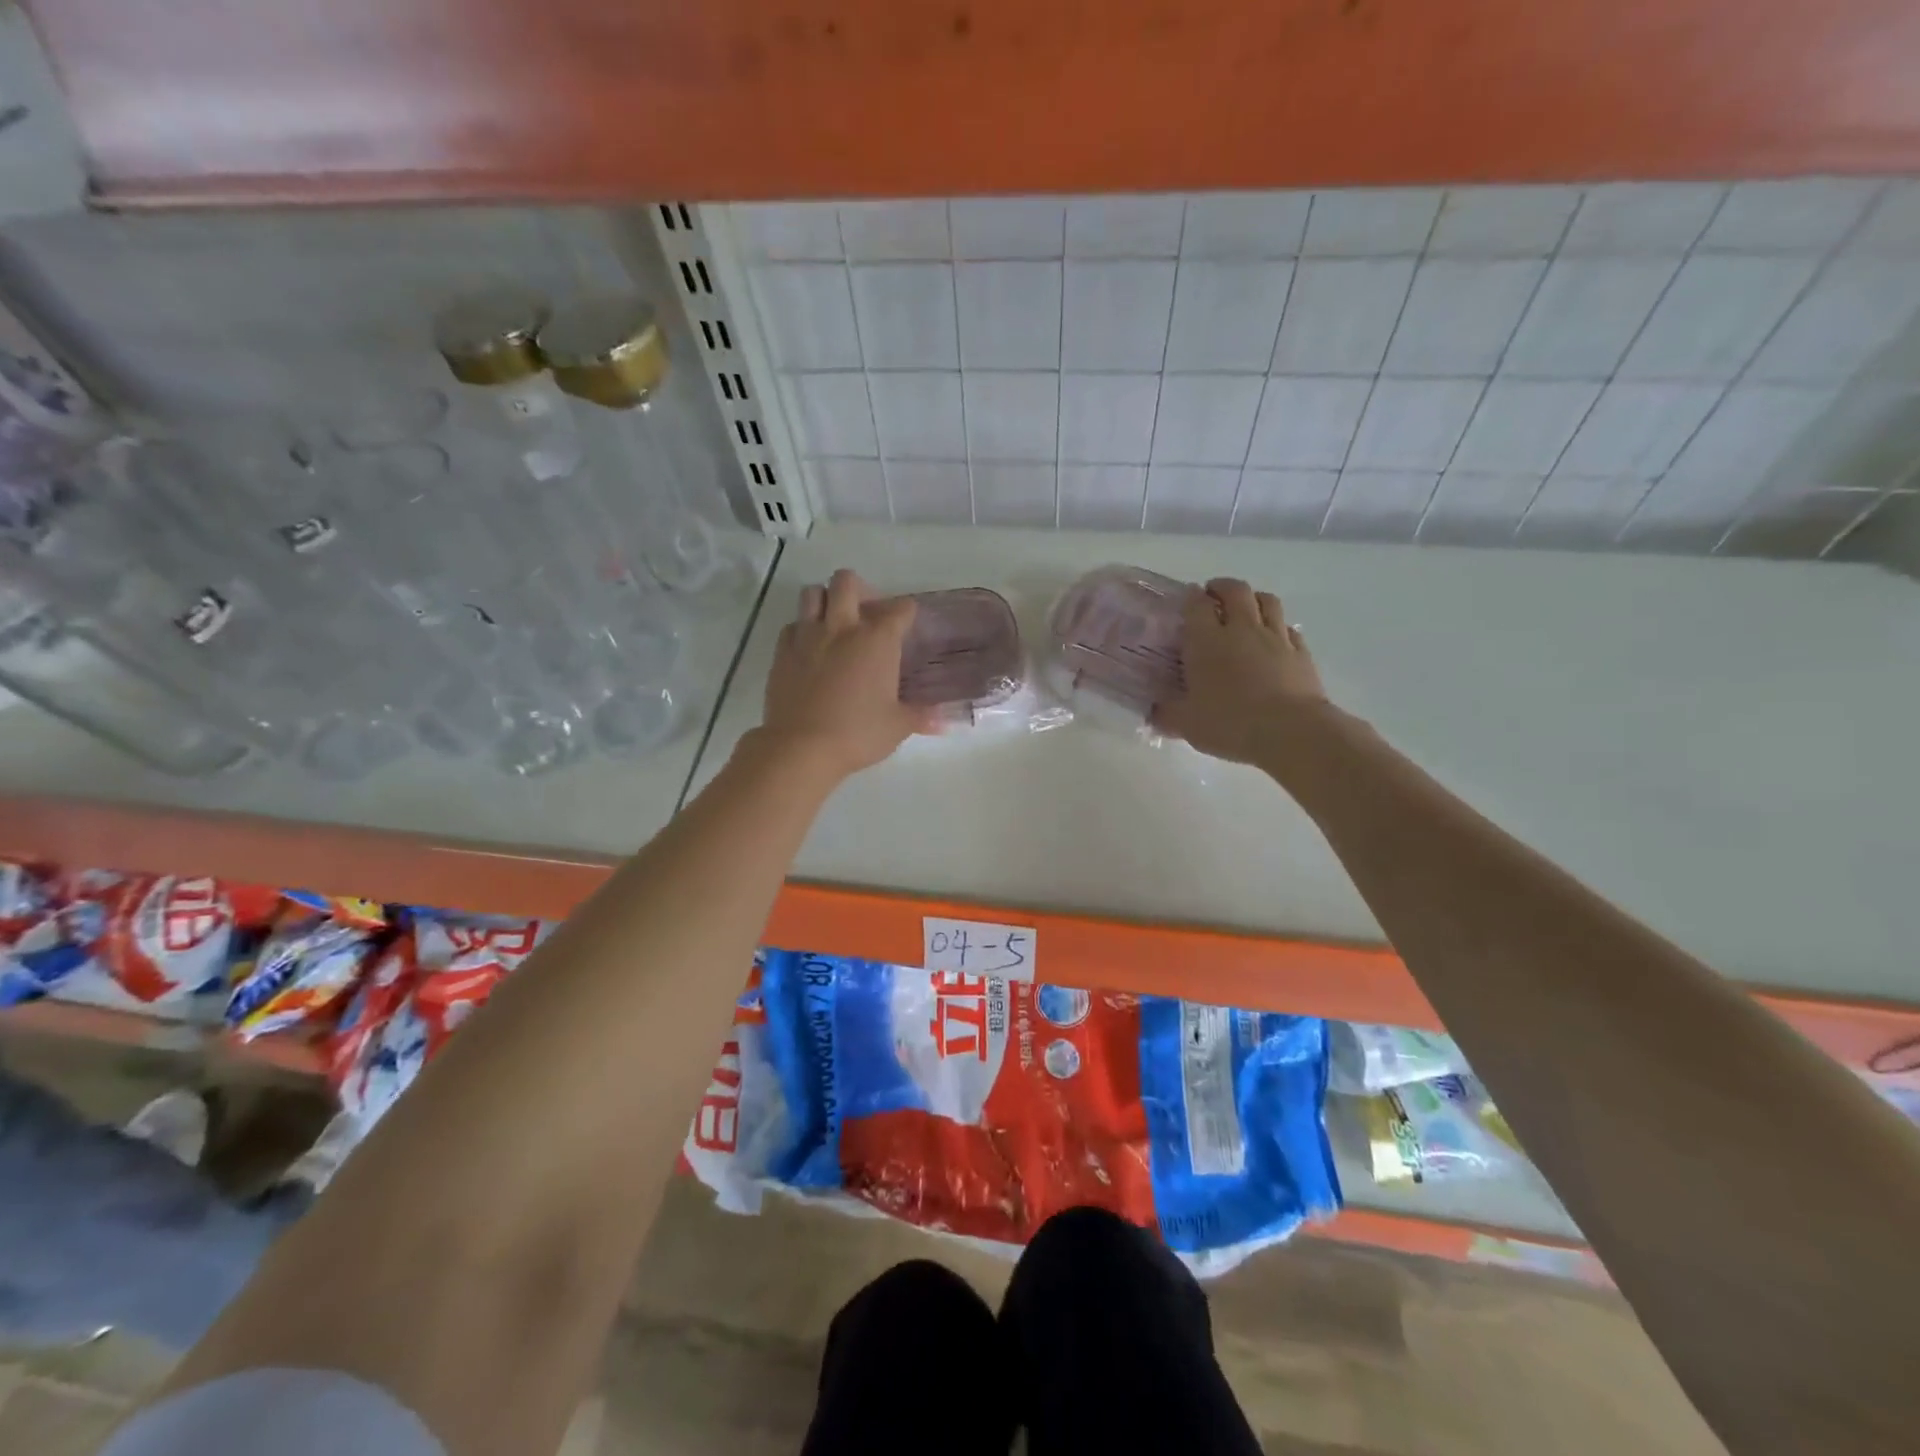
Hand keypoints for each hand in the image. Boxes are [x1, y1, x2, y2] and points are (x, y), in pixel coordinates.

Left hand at [757, 569, 933, 777]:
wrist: (801, 747)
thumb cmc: (857, 733)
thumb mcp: (897, 726)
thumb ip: (921, 716)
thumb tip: (944, 721)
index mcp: (877, 640)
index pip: (900, 609)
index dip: (907, 613)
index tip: (908, 624)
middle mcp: (842, 627)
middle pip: (847, 581)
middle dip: (859, 589)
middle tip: (866, 613)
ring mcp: (808, 636)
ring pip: (813, 594)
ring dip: (826, 600)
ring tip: (835, 623)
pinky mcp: (782, 652)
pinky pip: (792, 625)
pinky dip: (803, 629)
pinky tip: (810, 649)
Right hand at [1151, 577, 1328, 767]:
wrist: (1290, 732)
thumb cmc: (1230, 723)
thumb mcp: (1187, 725)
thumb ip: (1167, 714)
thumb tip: (1154, 712)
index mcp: (1206, 642)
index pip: (1197, 604)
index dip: (1191, 597)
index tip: (1188, 599)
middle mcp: (1241, 630)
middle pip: (1236, 590)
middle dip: (1222, 587)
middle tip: (1214, 596)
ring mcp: (1275, 638)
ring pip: (1267, 600)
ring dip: (1254, 598)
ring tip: (1246, 608)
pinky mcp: (1301, 652)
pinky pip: (1289, 628)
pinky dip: (1279, 626)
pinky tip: (1274, 638)